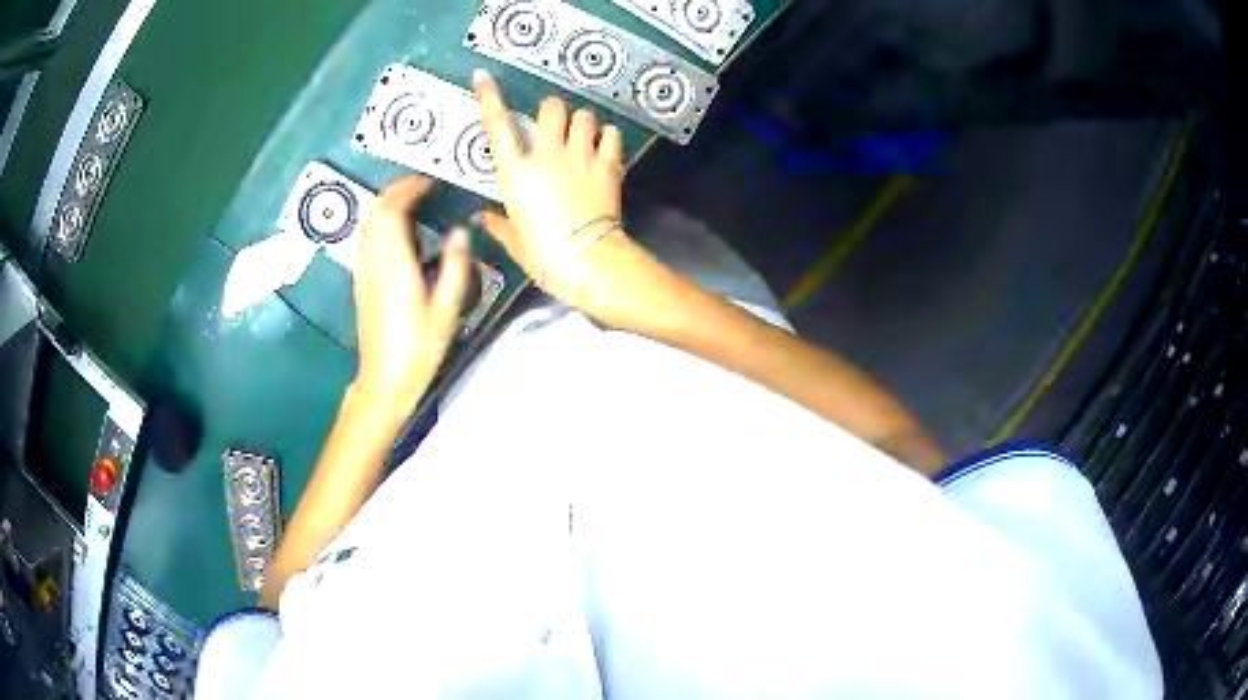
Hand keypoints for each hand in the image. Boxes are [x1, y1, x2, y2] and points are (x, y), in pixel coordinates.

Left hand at [352, 176, 471, 416]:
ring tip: (409, 201)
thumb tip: (461, 233)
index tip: (428, 183)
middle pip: (376, 210)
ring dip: (385, 204)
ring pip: (367, 222)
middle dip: (396, 190)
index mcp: (396, 265)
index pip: (393, 211)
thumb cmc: (417, 350)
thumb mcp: (446, 311)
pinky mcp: (360, 282)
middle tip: (419, 186)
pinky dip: (377, 223)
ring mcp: (363, 272)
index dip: (408, 189)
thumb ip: (456, 267)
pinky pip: (364, 239)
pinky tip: (393, 231)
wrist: (383, 380)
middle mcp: (374, 262)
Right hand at [473, 69, 658, 325]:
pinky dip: (607, 136)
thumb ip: (498, 223)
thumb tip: (484, 217)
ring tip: (582, 136)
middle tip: (555, 125)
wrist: (587, 261)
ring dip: (581, 122)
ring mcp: (580, 157)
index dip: (489, 97)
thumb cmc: (543, 255)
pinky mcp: (608, 165)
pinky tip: (603, 146)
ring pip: (583, 116)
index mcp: (516, 173)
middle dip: (553, 110)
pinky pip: (611, 134)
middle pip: (551, 107)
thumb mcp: (514, 241)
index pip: (498, 125)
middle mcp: (547, 155)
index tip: (483, 76)